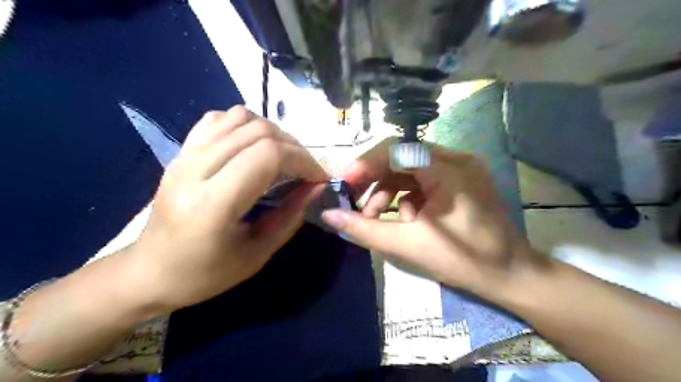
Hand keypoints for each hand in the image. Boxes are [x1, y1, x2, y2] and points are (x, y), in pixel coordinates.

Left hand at [132, 106, 328, 312]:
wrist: (149, 271)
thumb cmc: (205, 273)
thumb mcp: (257, 254)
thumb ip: (290, 217)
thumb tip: (316, 187)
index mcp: (213, 203)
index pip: (267, 156)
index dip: (302, 160)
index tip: (318, 178)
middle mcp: (196, 170)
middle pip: (257, 131)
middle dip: (293, 147)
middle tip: (305, 170)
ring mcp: (184, 156)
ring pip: (239, 117)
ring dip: (272, 132)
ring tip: (282, 156)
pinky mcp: (180, 152)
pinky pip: (218, 119)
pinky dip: (245, 125)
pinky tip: (252, 147)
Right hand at [322, 138, 539, 299]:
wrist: (510, 275)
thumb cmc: (463, 261)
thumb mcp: (407, 245)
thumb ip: (364, 229)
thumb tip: (328, 216)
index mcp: (448, 170)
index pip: (396, 149)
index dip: (366, 164)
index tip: (345, 186)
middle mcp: (456, 159)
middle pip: (401, 155)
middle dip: (374, 178)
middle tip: (354, 201)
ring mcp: (460, 168)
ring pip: (409, 168)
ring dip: (388, 190)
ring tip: (374, 216)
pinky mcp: (459, 180)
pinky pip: (422, 179)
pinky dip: (406, 196)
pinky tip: (403, 218)